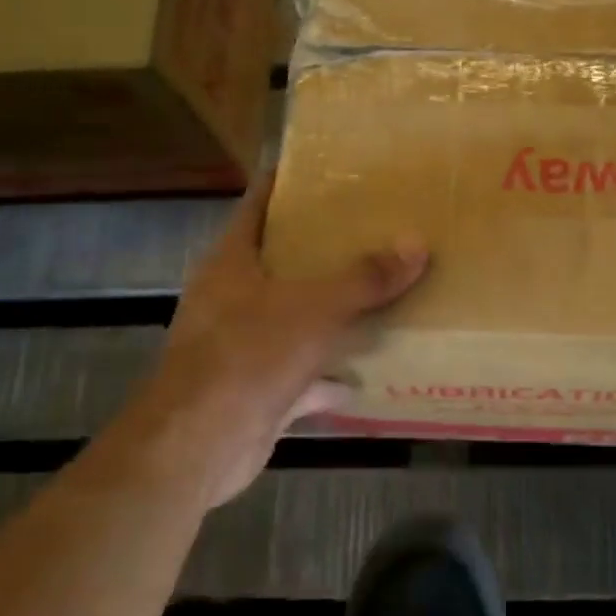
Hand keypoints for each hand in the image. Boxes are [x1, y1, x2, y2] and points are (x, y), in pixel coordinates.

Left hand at [115, 173, 426, 507]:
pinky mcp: (257, 389)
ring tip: (381, 292)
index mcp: (233, 263)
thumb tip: (417, 245)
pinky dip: (332, 375)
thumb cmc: (248, 356)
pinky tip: (369, 373)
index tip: (330, 170)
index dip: (288, 184)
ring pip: (295, 318)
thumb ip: (365, 278)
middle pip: (282, 262)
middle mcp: (232, 299)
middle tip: (375, 229)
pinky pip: (303, 373)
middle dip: (324, 250)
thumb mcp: (314, 308)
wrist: (198, 445)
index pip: (258, 205)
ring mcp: (242, 346)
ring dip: (331, 313)